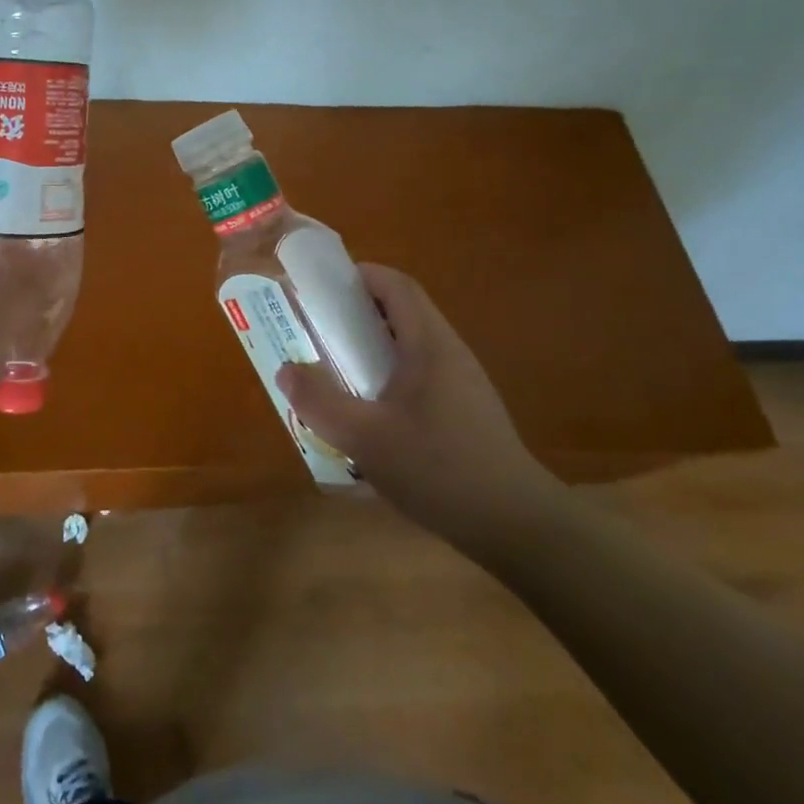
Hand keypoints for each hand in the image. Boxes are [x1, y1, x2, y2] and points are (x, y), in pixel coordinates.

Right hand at [278, 265, 564, 564]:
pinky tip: (369, 414)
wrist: (517, 527)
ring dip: (369, 349)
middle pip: (400, 312)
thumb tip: (286, 370)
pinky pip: (418, 375)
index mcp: (429, 344)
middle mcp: (448, 353)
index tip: (318, 290)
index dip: (357, 276)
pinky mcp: (464, 411)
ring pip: (408, 346)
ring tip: (334, 372)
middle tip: (315, 333)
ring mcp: (461, 383)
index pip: (395, 285)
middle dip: (354, 314)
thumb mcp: (365, 437)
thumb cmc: (439, 469)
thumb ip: (320, 401)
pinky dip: (386, 377)